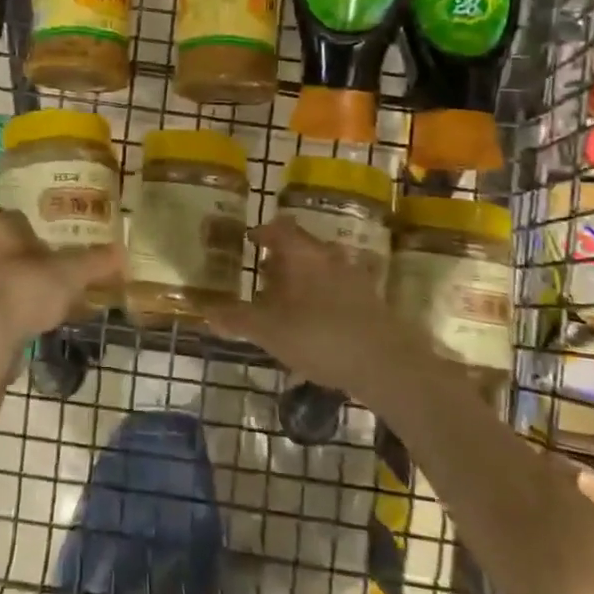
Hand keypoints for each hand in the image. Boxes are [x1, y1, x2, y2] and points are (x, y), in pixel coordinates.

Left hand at [0, 208, 120, 361]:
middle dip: (30, 251)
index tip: (44, 223)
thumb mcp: (69, 273)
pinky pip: (5, 305)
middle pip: (6, 245)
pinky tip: (46, 317)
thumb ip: (95, 261)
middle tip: (60, 254)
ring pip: (5, 275)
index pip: (2, 212)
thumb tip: (123, 252)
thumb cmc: (23, 289)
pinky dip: (23, 308)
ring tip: (59, 288)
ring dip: (27, 281)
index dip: (21, 216)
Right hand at [208, 215, 429, 402]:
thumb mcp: (269, 331)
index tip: (249, 241)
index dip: (262, 232)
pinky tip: (315, 325)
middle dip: (281, 259)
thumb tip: (205, 310)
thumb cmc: (320, 337)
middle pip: (303, 247)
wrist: (387, 365)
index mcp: (303, 254)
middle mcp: (330, 257)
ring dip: (304, 279)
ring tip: (287, 303)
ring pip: (323, 269)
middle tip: (263, 276)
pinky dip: (323, 299)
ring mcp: (355, 278)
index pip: (280, 228)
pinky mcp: (372, 302)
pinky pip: (339, 290)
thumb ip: (237, 319)